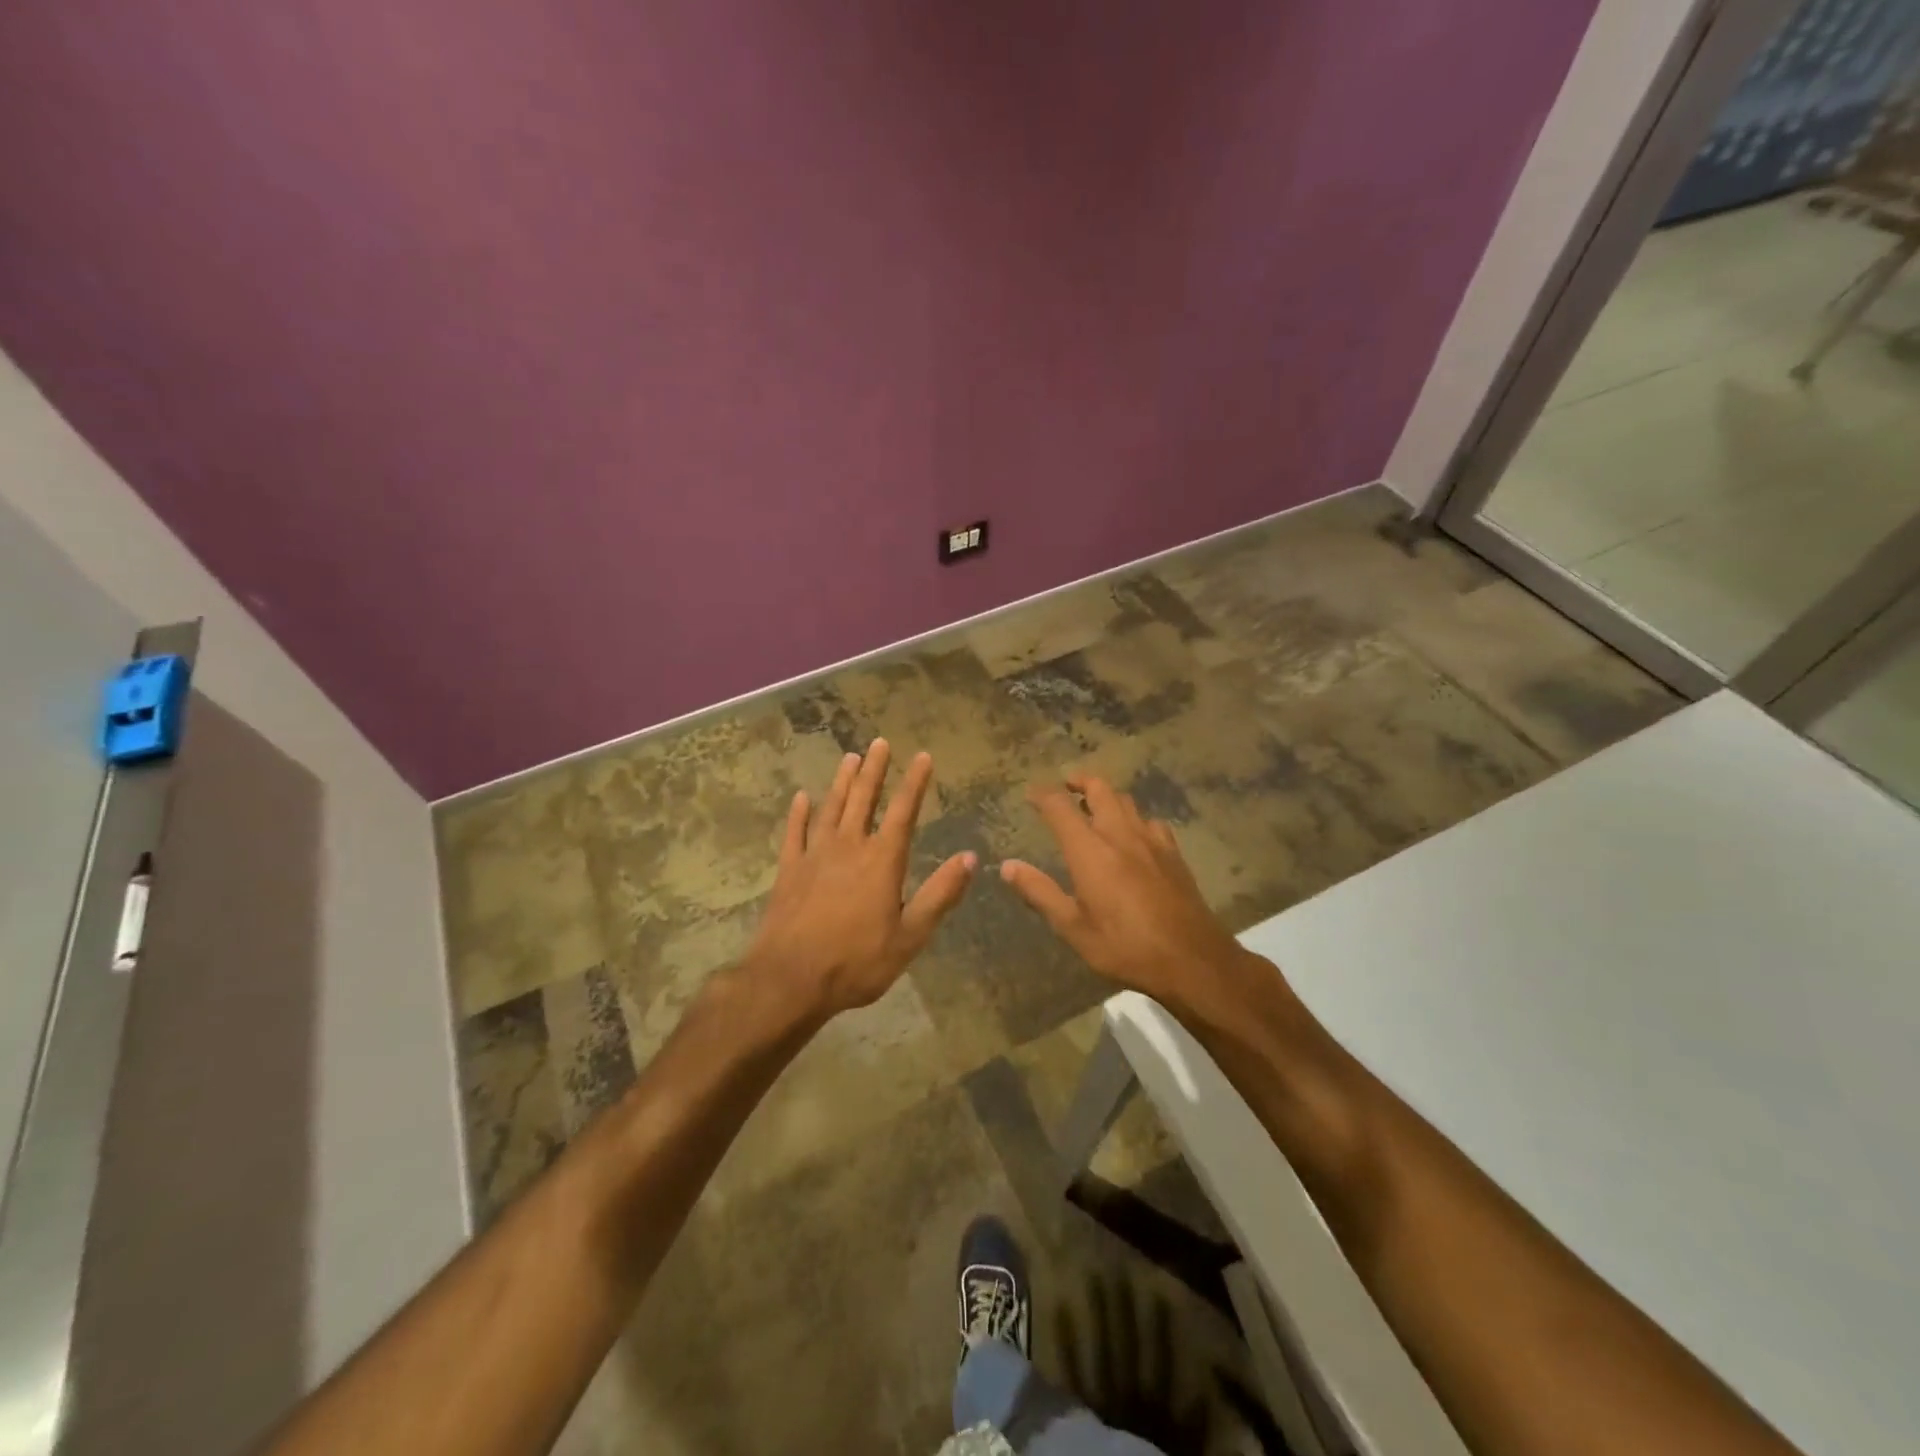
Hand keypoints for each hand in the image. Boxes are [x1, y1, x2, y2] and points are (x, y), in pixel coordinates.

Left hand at [742, 739, 975, 1019]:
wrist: (790, 979)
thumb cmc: (856, 961)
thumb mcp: (910, 936)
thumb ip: (940, 895)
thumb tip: (971, 858)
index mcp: (882, 861)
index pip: (903, 812)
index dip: (914, 782)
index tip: (922, 756)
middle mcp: (849, 847)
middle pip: (863, 799)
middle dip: (874, 769)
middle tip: (880, 742)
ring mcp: (814, 855)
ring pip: (831, 807)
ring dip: (842, 782)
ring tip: (850, 757)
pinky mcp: (788, 870)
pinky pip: (794, 832)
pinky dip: (799, 813)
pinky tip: (802, 797)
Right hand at [1000, 774, 1258, 1020]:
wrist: (1192, 959)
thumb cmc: (1125, 947)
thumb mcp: (1073, 928)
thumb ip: (1039, 892)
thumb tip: (1008, 866)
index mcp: (1090, 850)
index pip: (1060, 806)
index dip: (1043, 795)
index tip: (1030, 794)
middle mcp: (1120, 834)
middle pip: (1099, 789)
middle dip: (1079, 782)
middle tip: (1065, 787)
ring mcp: (1151, 840)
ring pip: (1126, 801)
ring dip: (1106, 796)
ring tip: (1094, 808)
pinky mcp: (1173, 853)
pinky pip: (1150, 821)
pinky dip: (1134, 818)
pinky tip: (1133, 836)